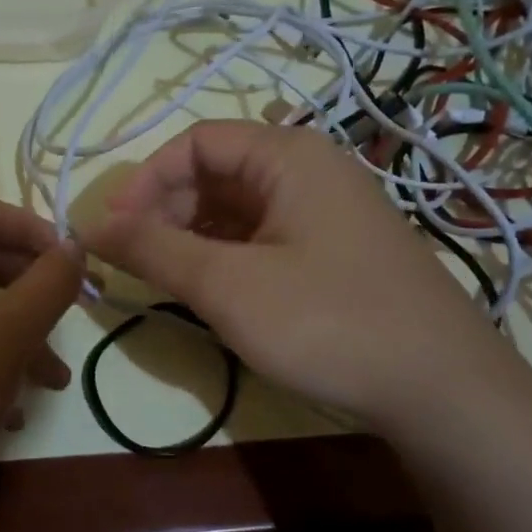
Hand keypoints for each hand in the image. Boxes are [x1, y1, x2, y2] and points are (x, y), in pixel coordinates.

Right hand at [81, 121, 516, 432]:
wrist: (442, 389)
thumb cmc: (328, 321)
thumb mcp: (227, 285)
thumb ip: (154, 249)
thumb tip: (90, 225)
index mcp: (289, 156)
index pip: (195, 143)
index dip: (145, 181)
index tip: (114, 231)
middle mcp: (312, 169)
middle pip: (217, 171)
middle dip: (168, 210)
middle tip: (139, 263)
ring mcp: (329, 211)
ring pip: (240, 208)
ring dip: (195, 237)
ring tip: (171, 282)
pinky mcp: (337, 250)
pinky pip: (266, 236)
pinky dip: (229, 256)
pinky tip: (216, 292)